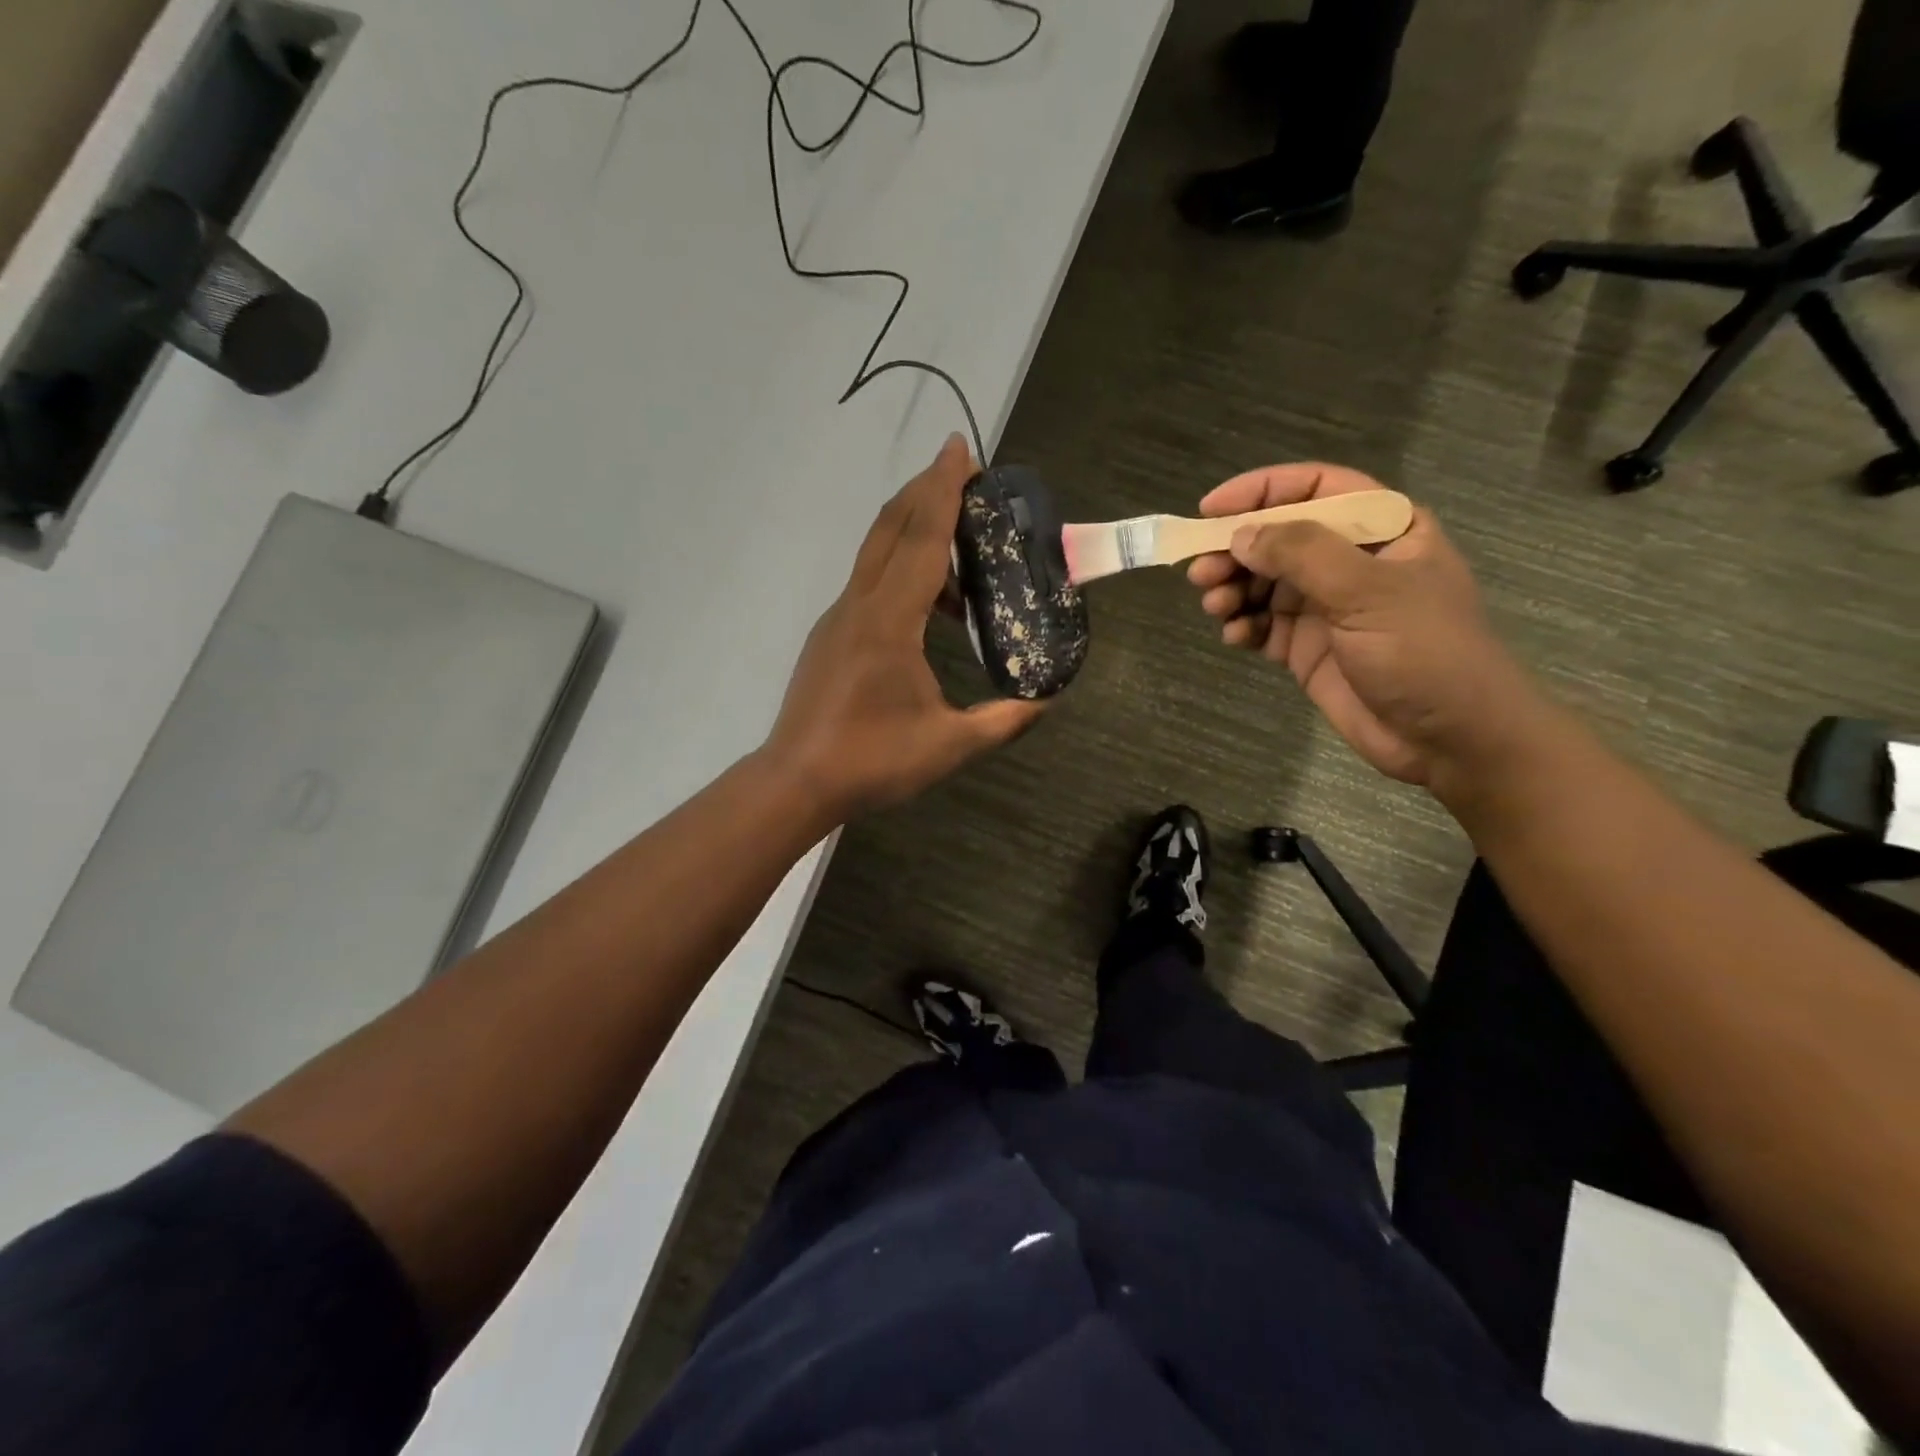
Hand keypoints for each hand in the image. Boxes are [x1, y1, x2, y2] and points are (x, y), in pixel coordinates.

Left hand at [763, 435, 1045, 823]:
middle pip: (891, 528)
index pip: (922, 540)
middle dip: (925, 491)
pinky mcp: (830, 636)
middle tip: (963, 472)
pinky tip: (929, 607)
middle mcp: (859, 605)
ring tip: (961, 549)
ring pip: (876, 554)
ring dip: (914, 532)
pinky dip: (901, 571)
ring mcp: (838, 619)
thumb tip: (1047, 701)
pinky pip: (869, 584)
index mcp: (889, 621)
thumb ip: (1003, 720)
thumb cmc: (871, 761)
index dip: (943, 491)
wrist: (796, 781)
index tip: (959, 448)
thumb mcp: (950, 746)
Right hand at [1187, 462, 1536, 788]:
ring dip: (1233, 589)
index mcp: (1381, 529)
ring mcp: (1326, 606)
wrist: (1451, 739)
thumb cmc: (1426, 652)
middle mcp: (1349, 561)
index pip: (1315, 488)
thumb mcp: (1370, 592)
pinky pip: (1262, 625)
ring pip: (1263, 582)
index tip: (1209, 509)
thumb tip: (1241, 535)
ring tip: (1216, 608)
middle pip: (1278, 537)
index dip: (1261, 491)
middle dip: (1236, 551)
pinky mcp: (1307, 647)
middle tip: (1201, 574)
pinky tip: (1236, 637)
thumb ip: (1303, 555)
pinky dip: (1242, 626)